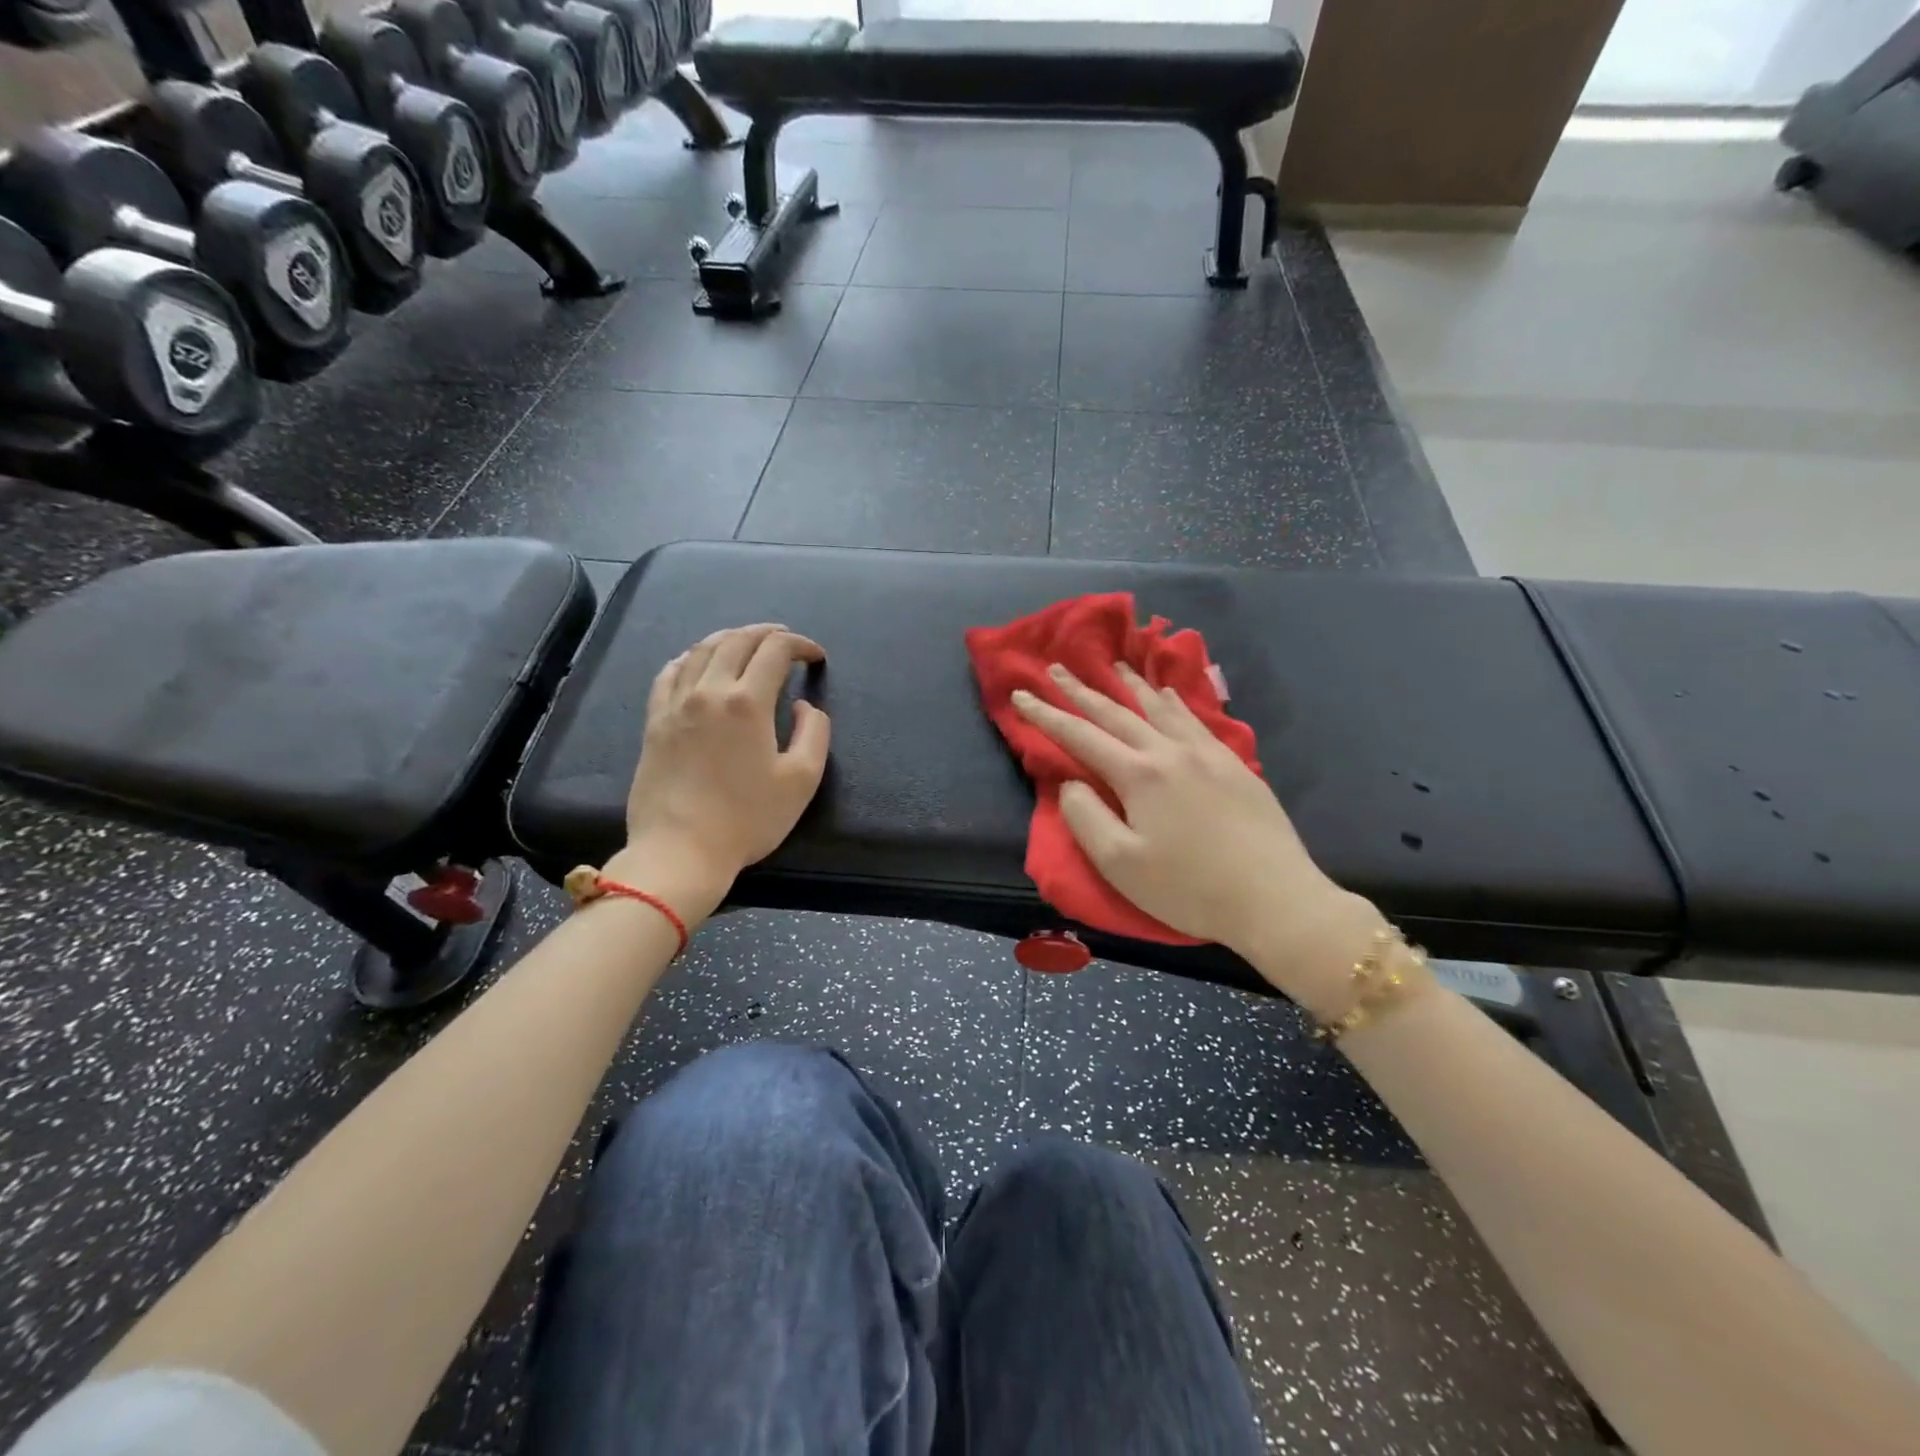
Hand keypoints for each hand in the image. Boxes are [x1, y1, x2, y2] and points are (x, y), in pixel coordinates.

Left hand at [610, 624, 830, 922]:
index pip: (776, 651)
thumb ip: (814, 733)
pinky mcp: (654, 722)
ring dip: (730, 638)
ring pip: (702, 650)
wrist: (680, 851)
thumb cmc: (748, 819)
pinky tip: (698, 662)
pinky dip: (690, 658)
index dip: (800, 645)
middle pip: (737, 641)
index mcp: (747, 702)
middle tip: (786, 640)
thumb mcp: (802, 780)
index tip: (816, 656)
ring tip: (747, 643)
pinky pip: (669, 673)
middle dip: (767, 633)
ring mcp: (675, 704)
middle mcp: (708, 691)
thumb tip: (802, 706)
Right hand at [1012, 662, 1383, 1010]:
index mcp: (1139, 774)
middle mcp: (1170, 752)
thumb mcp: (1120, 864)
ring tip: (1114, 665)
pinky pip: (1194, 719)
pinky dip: (1173, 701)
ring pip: (1159, 708)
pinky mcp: (1234, 765)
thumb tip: (1071, 783)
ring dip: (1130, 685)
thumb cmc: (1189, 888)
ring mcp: (1207, 754)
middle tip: (1058, 667)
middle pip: (1117, 712)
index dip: (1046, 715)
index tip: (1021, 694)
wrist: (1275, 898)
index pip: (1080, 735)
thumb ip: (1086, 817)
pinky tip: (1169, 695)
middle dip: (1082, 690)